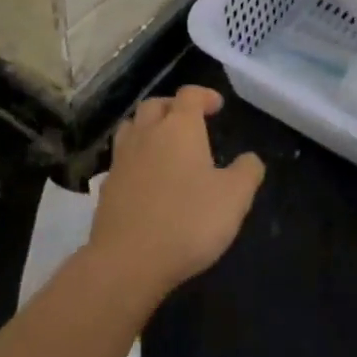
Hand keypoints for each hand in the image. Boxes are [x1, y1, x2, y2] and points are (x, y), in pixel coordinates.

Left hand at [89, 85, 264, 301]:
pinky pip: (121, 160)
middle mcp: (147, 134)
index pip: (189, 94)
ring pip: (132, 128)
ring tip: (164, 144)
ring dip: (148, 128)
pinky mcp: (106, 188)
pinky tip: (146, 179)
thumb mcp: (235, 197)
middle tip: (190, 121)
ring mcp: (122, 160)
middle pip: (155, 105)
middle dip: (173, 107)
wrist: (127, 262)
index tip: (217, 106)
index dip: (204, 95)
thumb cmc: (188, 221)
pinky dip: (135, 159)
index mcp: (179, 127)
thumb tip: (250, 159)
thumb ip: (247, 172)